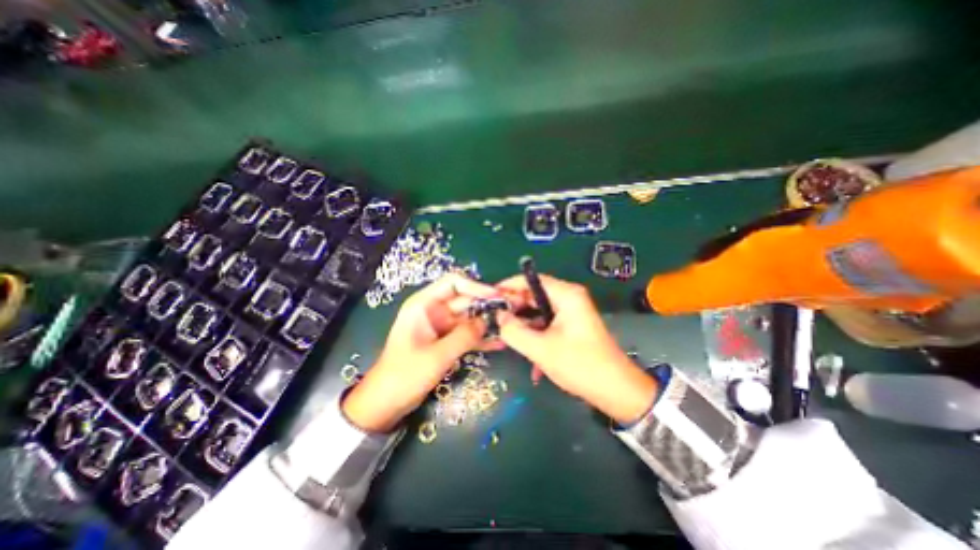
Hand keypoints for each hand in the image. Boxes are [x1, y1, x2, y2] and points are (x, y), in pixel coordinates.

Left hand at [342, 274, 497, 433]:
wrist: (386, 403)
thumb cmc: (405, 375)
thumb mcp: (437, 355)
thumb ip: (464, 336)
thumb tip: (489, 321)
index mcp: (424, 304)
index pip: (453, 283)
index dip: (476, 287)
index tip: (496, 297)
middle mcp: (434, 310)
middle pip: (465, 300)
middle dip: (487, 306)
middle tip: (510, 313)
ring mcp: (441, 327)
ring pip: (469, 318)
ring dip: (487, 323)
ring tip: (509, 328)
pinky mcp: (446, 341)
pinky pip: (466, 334)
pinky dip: (480, 338)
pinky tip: (499, 343)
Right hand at [498, 276, 656, 425]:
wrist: (616, 390)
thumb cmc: (580, 365)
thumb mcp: (541, 349)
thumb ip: (514, 330)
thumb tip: (499, 316)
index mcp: (566, 295)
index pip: (531, 280)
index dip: (509, 286)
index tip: (490, 297)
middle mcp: (570, 298)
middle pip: (534, 294)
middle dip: (515, 307)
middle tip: (496, 319)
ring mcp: (571, 311)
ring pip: (538, 310)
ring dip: (524, 323)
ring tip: (508, 336)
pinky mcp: (571, 325)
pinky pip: (546, 322)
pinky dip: (535, 333)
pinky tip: (528, 351)